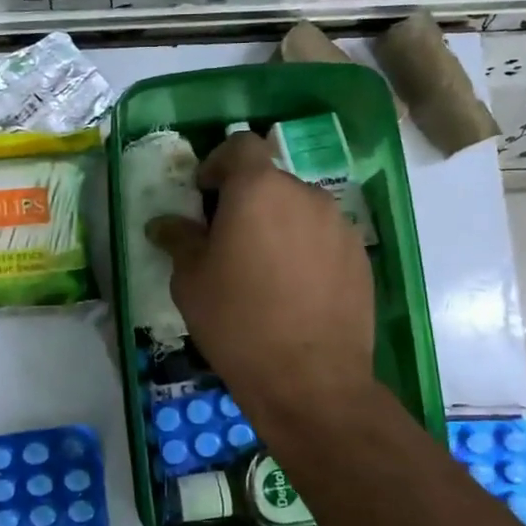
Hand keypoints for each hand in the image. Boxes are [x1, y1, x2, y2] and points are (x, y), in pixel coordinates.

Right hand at [146, 133, 374, 425]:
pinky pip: (324, 239)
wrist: (309, 380)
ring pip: (299, 210)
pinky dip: (305, 250)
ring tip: (263, 270)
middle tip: (228, 241)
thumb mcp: (191, 281)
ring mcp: (340, 226)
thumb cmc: (237, 322)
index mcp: (258, 189)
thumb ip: (179, 240)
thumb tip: (164, 224)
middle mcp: (305, 195)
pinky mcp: (360, 257)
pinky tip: (294, 291)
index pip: (241, 145)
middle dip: (247, 201)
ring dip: (278, 226)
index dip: (218, 162)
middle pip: (270, 181)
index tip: (204, 194)